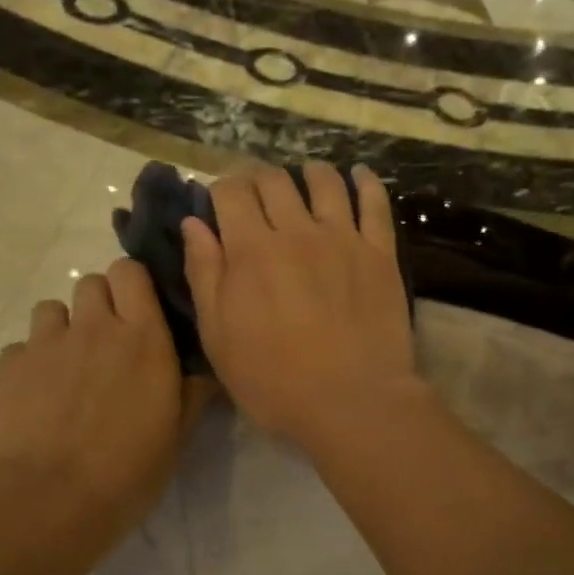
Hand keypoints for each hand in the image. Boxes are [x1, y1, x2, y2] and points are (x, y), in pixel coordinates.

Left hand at [0, 258, 204, 542]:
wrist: (45, 502)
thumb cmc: (126, 472)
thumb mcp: (176, 437)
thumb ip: (192, 393)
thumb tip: (205, 371)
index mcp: (142, 337)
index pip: (130, 272)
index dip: (132, 284)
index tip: (138, 311)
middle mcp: (93, 327)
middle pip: (91, 282)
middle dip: (99, 303)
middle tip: (104, 343)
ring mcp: (45, 344)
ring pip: (51, 309)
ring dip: (61, 329)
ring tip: (64, 368)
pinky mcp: (7, 366)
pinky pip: (20, 348)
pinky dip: (29, 365)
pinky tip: (32, 400)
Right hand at [183, 164, 419, 449]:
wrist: (351, 402)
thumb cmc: (274, 380)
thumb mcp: (219, 336)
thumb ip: (204, 274)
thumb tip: (193, 223)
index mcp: (251, 250)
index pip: (231, 192)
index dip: (221, 189)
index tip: (220, 203)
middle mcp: (296, 231)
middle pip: (274, 180)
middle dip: (258, 179)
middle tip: (256, 195)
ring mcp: (342, 238)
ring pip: (324, 181)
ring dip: (308, 172)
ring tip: (304, 178)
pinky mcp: (380, 252)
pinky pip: (375, 202)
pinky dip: (365, 182)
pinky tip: (358, 175)